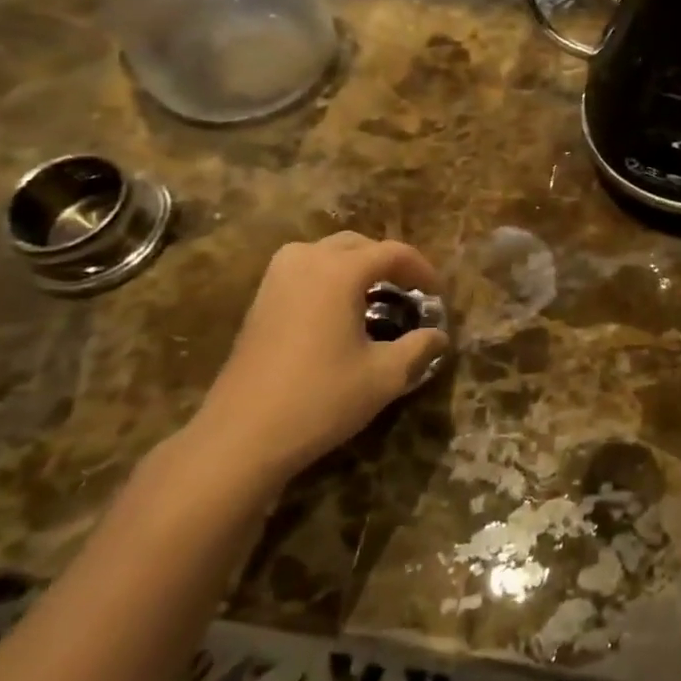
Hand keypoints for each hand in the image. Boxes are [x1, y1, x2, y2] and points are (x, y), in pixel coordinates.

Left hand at [187, 234, 450, 490]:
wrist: (241, 436)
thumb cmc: (321, 399)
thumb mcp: (384, 376)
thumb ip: (419, 348)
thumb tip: (439, 335)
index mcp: (339, 271)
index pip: (393, 252)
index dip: (422, 269)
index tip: (438, 295)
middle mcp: (306, 261)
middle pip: (357, 244)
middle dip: (388, 263)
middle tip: (410, 292)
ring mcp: (276, 279)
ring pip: (326, 253)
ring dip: (356, 266)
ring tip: (375, 297)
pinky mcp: (259, 300)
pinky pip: (303, 270)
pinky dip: (329, 278)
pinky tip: (338, 313)